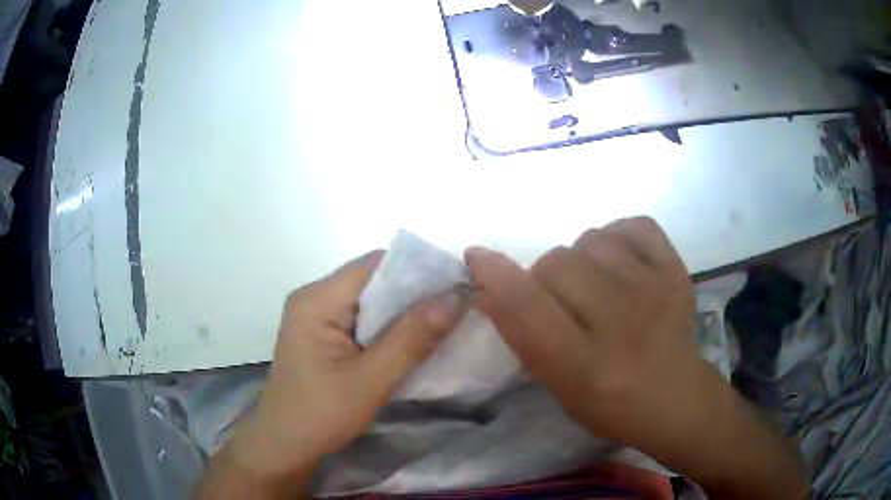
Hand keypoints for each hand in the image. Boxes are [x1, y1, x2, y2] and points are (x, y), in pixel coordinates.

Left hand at [198, 251, 466, 497]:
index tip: (457, 285)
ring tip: (444, 322)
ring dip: (404, 313)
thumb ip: (412, 337)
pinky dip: (389, 328)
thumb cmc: (321, 415)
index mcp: (317, 300)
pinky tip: (414, 341)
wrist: (284, 447)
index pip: (375, 265)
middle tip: (457, 307)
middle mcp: (314, 298)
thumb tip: (457, 296)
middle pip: (373, 280)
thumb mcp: (371, 379)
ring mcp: (317, 317)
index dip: (418, 271)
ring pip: (370, 301)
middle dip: (415, 293)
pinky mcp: (323, 336)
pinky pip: (362, 320)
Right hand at [466, 217, 702, 451]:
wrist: (676, 397)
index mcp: (585, 364)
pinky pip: (633, 226)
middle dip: (545, 278)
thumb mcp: (558, 385)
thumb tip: (488, 287)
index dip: (495, 276)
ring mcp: (655, 290)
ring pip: (590, 240)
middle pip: (556, 263)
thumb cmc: (610, 403)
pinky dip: (618, 238)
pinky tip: (622, 263)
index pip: (528, 307)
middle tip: (563, 301)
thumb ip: (523, 337)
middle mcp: (621, 322)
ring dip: (581, 259)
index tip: (477, 257)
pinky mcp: (677, 270)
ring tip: (597, 284)